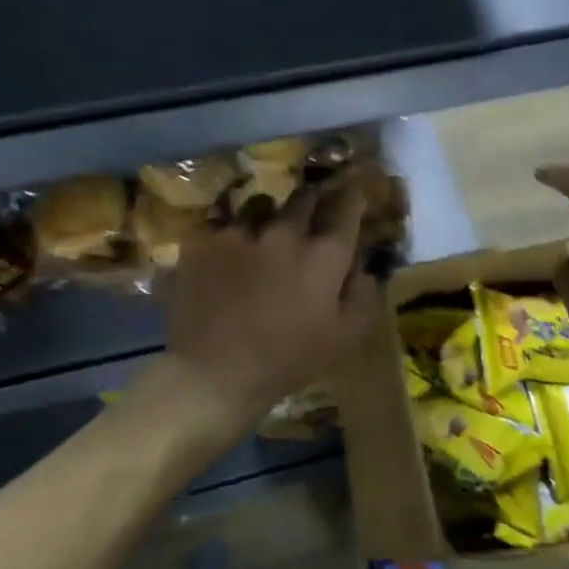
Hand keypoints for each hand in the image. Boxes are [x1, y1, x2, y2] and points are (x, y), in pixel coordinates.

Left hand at [163, 182, 380, 434]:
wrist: (214, 374)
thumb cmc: (287, 361)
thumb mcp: (343, 339)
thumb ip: (362, 296)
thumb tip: (364, 267)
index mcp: (324, 254)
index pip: (347, 207)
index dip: (353, 197)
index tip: (354, 194)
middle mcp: (285, 231)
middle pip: (305, 196)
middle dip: (313, 200)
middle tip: (311, 211)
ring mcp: (241, 232)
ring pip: (261, 203)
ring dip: (269, 213)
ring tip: (264, 229)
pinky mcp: (204, 240)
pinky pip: (222, 222)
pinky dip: (230, 230)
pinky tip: (227, 248)